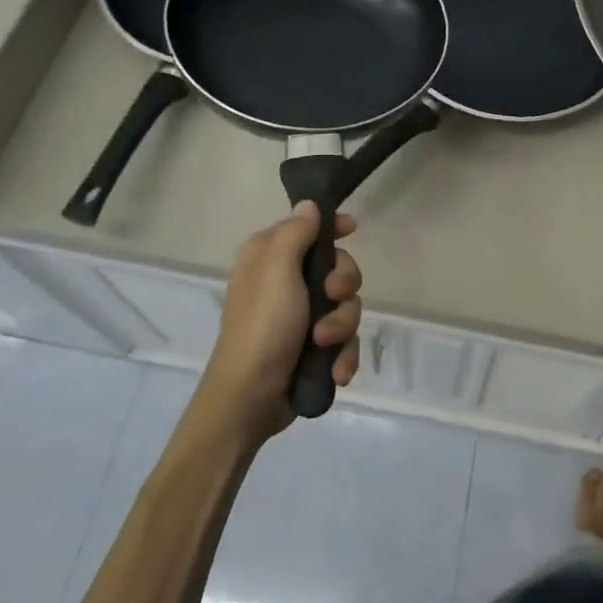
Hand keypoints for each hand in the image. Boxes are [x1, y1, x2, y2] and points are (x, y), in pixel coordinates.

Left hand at [198, 202, 362, 444]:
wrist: (251, 397)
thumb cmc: (263, 325)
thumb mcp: (276, 270)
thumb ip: (296, 232)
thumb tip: (309, 205)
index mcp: (270, 258)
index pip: (309, 228)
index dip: (333, 228)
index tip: (352, 230)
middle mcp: (287, 283)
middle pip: (338, 268)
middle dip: (343, 286)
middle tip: (332, 297)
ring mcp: (302, 318)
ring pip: (347, 307)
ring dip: (342, 326)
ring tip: (324, 345)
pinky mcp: (314, 349)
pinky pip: (345, 340)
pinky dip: (343, 355)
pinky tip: (336, 371)